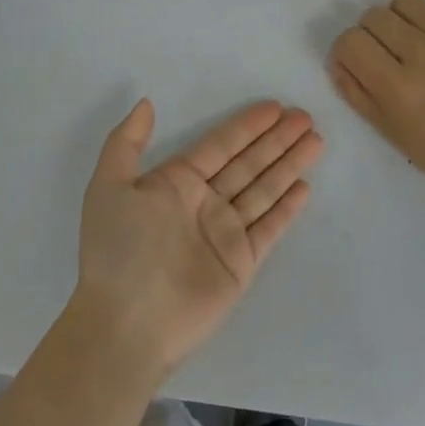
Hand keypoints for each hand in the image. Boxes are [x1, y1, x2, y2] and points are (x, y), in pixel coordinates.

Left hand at [76, 99, 323, 375]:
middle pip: (249, 163)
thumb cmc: (119, 250)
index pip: (220, 145)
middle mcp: (204, 202)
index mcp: (175, 183)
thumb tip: (145, 102)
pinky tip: (304, 186)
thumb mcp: (109, 187)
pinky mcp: (241, 262)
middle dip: (277, 140)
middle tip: (306, 117)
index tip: (275, 107)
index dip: (247, 126)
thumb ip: (126, 143)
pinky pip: (269, 227)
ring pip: (264, 189)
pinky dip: (287, 208)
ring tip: (316, 141)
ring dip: (289, 165)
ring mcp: (225, 232)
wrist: (127, 323)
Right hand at [327, 0, 424, 197]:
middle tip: (385, 57)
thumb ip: (357, 92)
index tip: (358, 64)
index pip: (351, 42)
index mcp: (398, 88)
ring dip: (396, 20)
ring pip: (402, 2)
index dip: (347, 52)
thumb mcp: (390, 133)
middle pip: (373, 16)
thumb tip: (338, 59)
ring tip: (408, 44)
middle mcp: (423, 55)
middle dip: (370, 35)